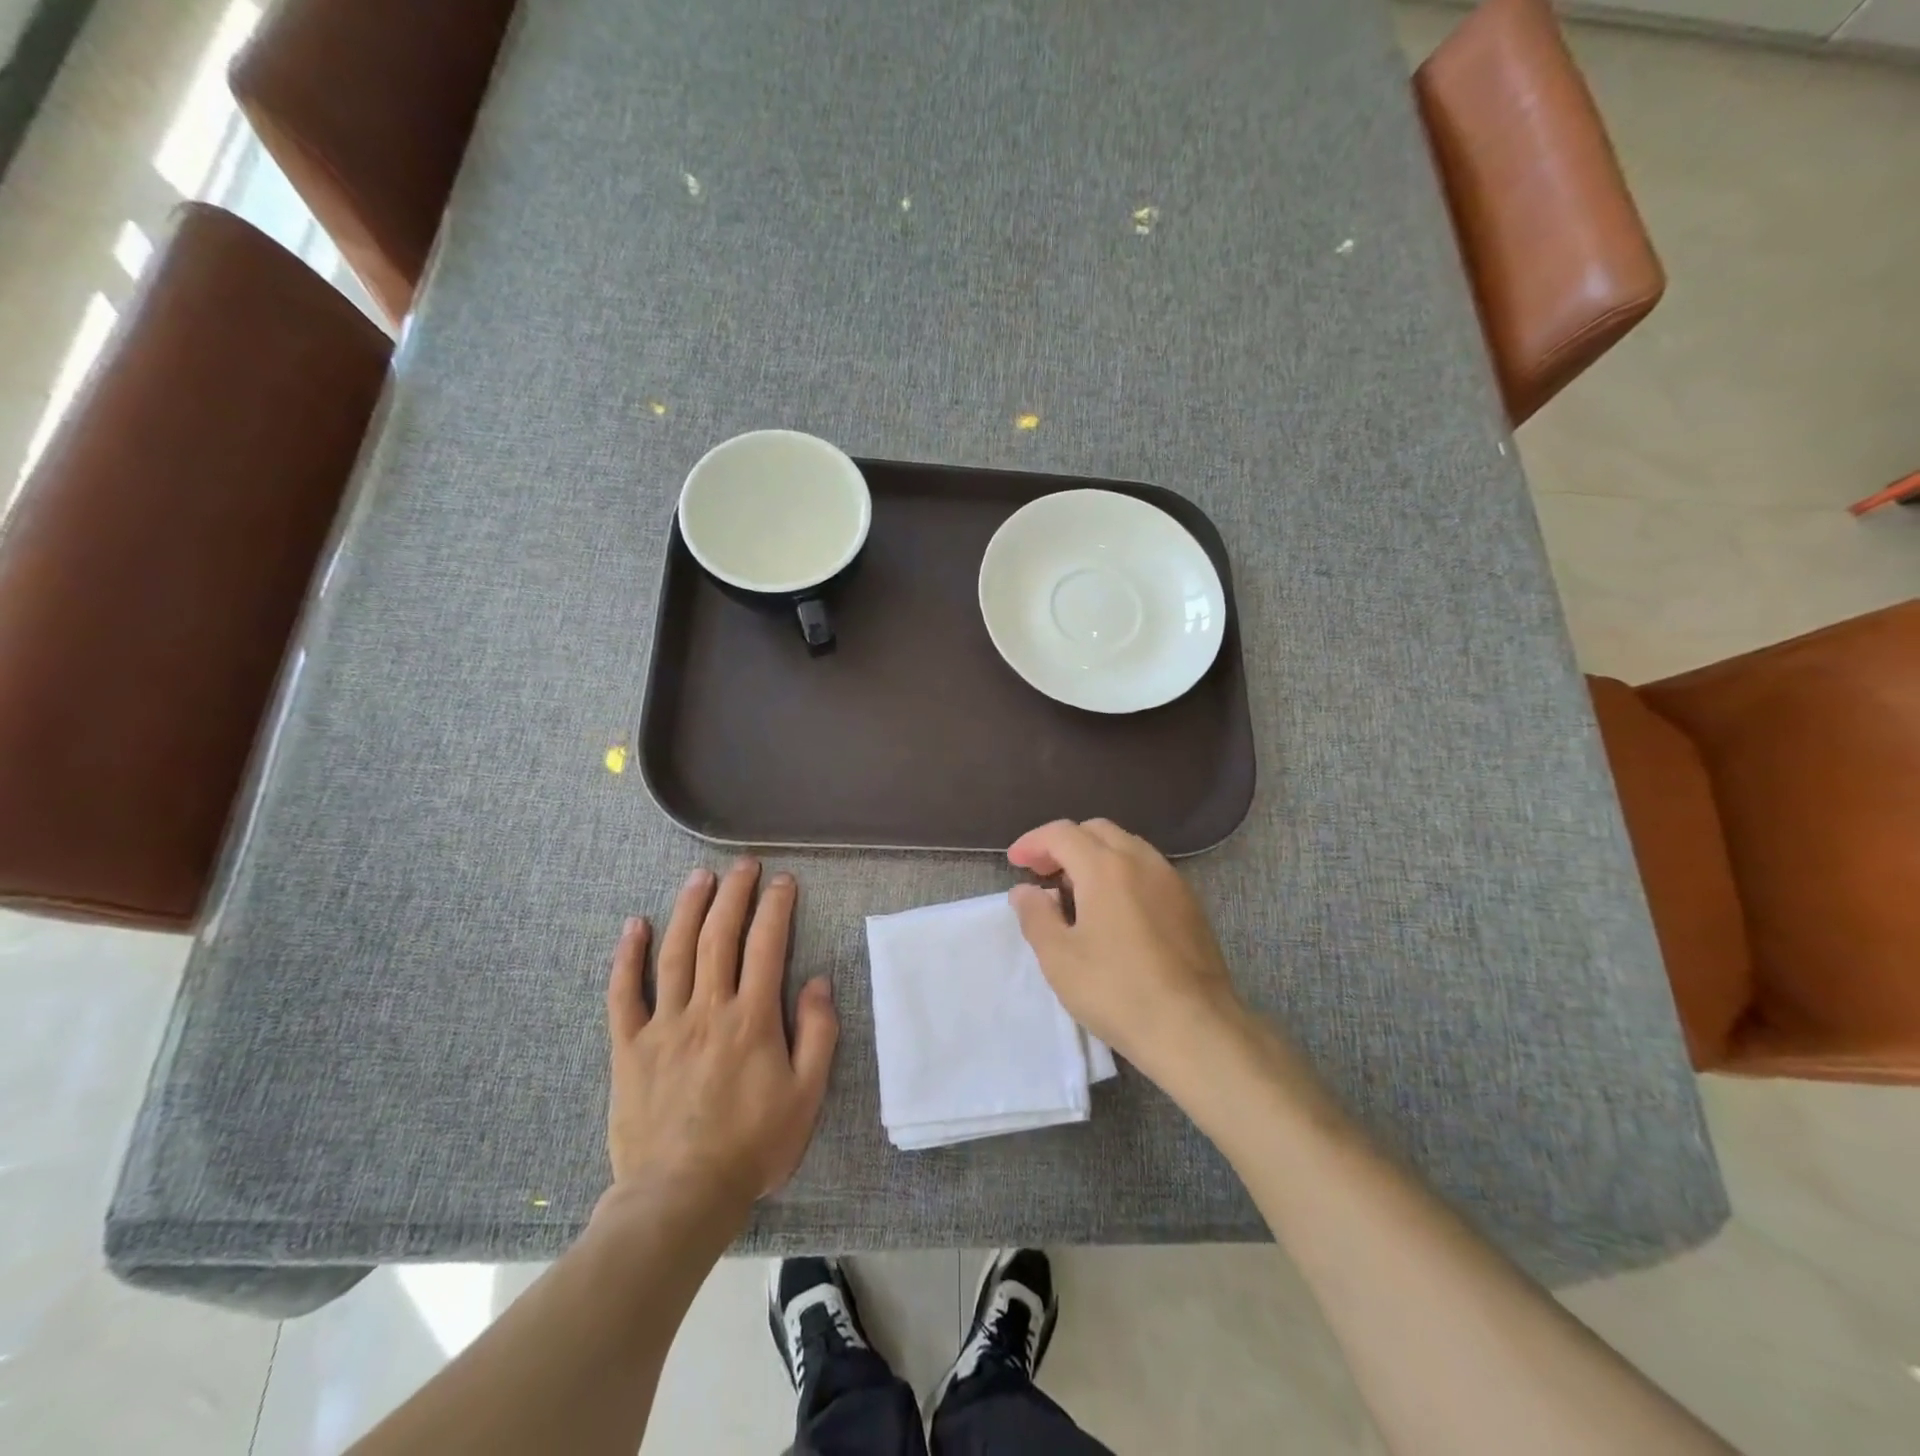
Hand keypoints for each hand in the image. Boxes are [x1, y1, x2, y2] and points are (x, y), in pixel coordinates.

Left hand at [604, 859, 837, 1222]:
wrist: (680, 1197)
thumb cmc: (752, 1146)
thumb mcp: (807, 1095)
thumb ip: (818, 1033)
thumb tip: (819, 981)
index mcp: (752, 1018)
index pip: (767, 945)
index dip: (776, 907)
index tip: (783, 880)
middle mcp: (707, 1009)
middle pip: (720, 937)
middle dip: (734, 894)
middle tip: (743, 865)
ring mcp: (664, 1025)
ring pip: (675, 953)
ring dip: (688, 909)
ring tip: (700, 877)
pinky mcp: (630, 1047)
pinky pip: (624, 994)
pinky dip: (628, 956)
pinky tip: (634, 926)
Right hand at [1008, 819, 1249, 1081]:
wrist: (1195, 1028)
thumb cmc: (1117, 991)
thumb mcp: (1059, 958)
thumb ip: (1036, 916)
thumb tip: (1024, 890)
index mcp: (1105, 867)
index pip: (1062, 833)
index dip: (1033, 842)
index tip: (1015, 862)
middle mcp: (1141, 860)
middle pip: (1096, 831)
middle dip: (1064, 844)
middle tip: (1042, 873)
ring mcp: (1171, 879)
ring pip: (1126, 846)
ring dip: (1094, 855)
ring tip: (1076, 891)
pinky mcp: (1190, 903)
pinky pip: (1148, 868)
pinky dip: (1121, 872)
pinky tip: (1114, 909)